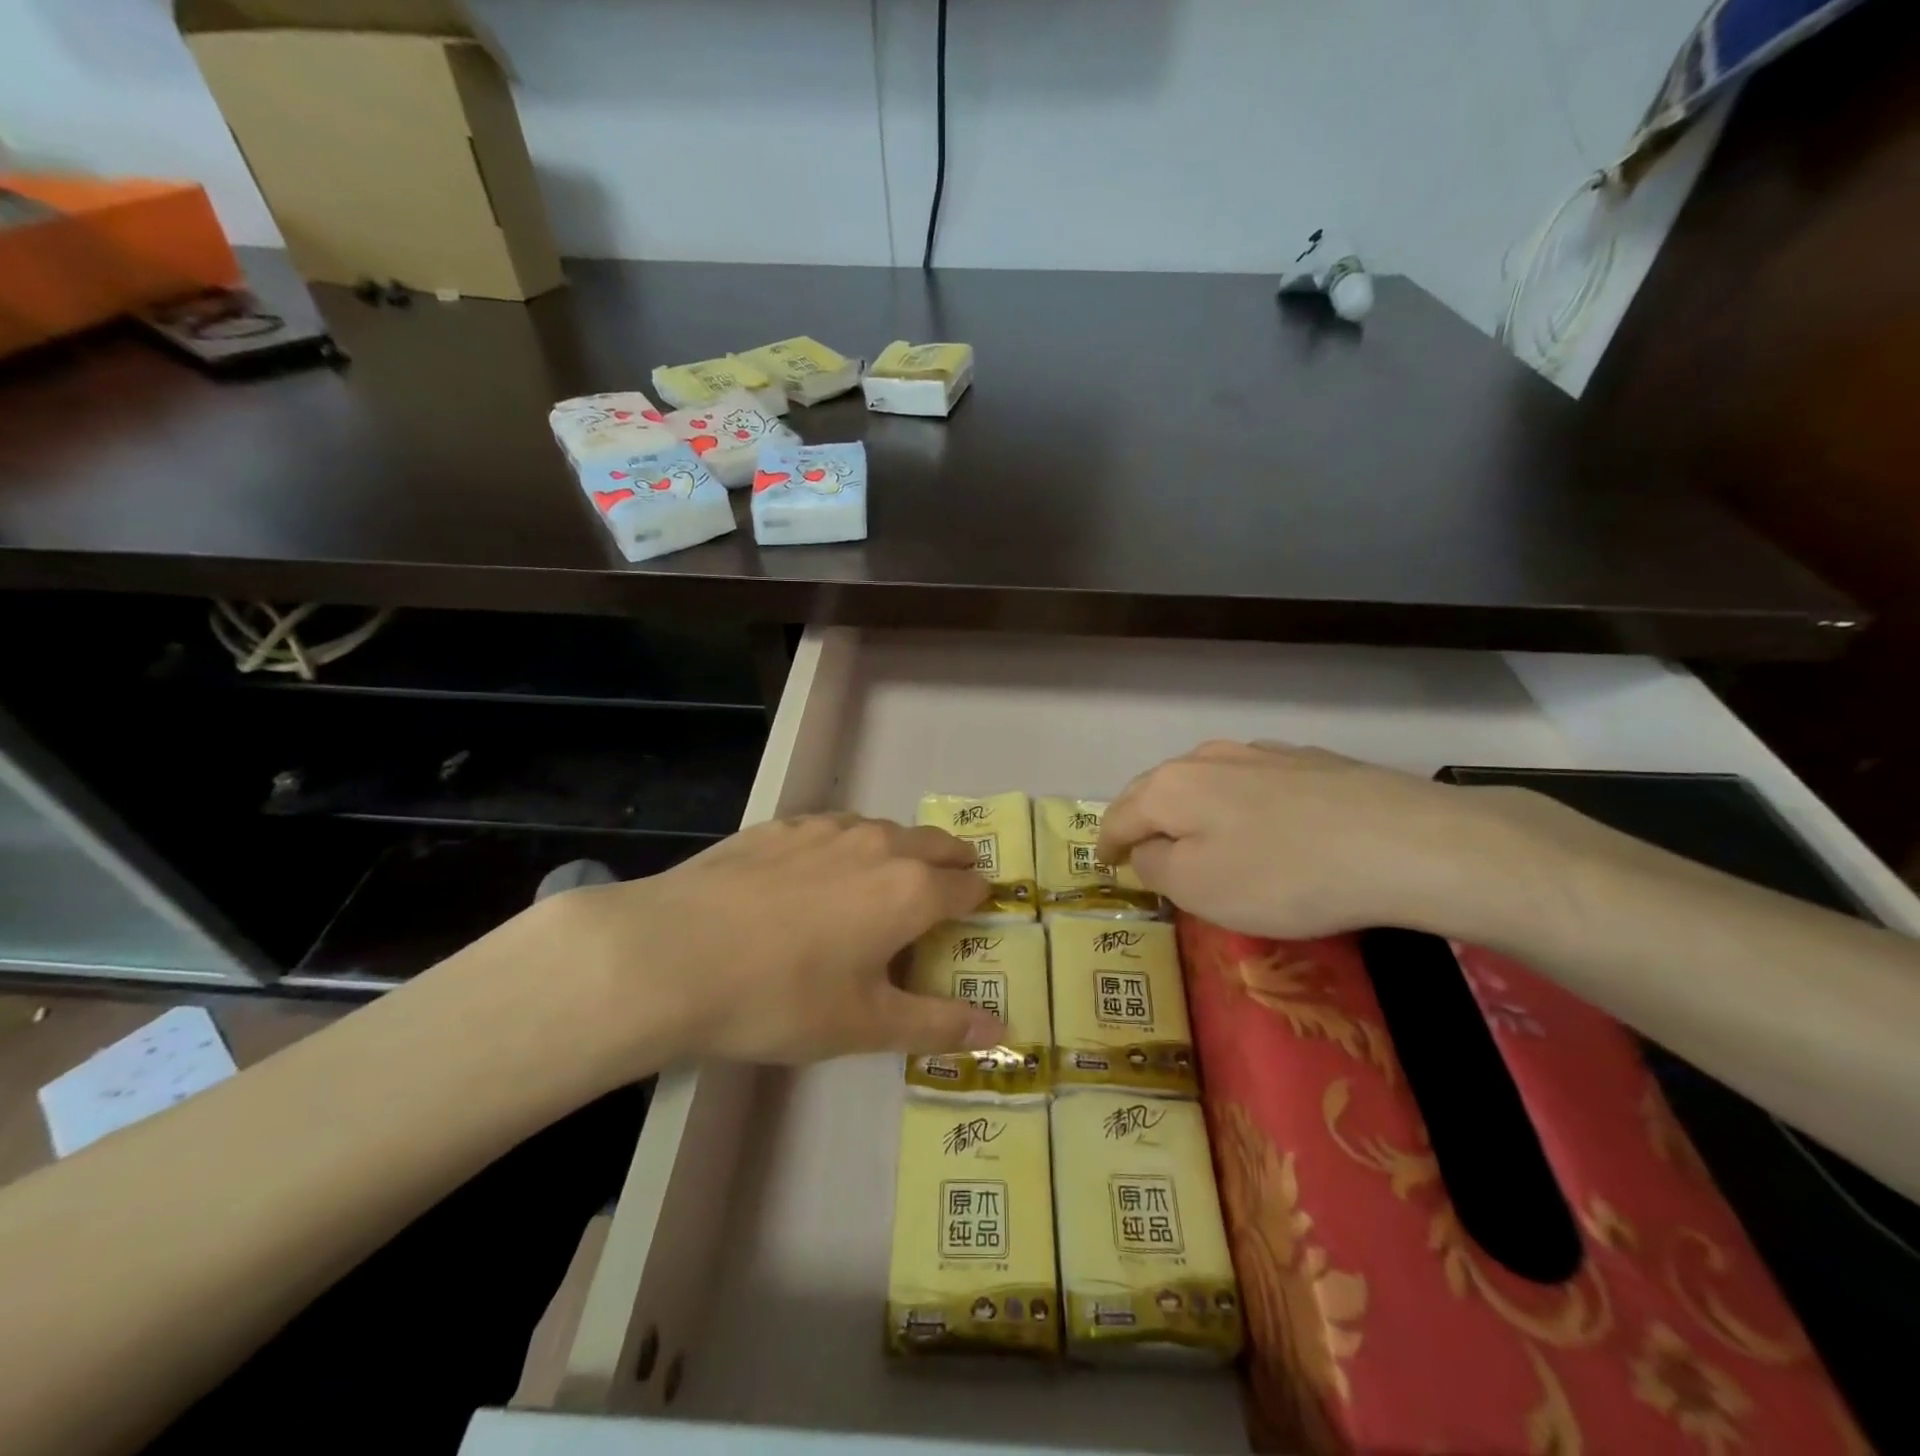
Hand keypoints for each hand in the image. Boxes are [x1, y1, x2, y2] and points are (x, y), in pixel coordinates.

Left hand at [553, 815, 1002, 1067]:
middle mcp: (877, 844)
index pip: (967, 884)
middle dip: (951, 861)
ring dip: (898, 849)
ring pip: (882, 828)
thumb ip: (938, 1025)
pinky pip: (831, 826)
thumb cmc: (782, 997)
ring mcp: (825, 828)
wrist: (671, 954)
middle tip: (949, 884)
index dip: (979, 898)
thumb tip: (1002, 1035)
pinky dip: (845, 844)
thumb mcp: (865, 1025)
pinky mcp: (778, 825)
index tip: (978, 911)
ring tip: (884, 877)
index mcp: (910, 889)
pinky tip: (817, 870)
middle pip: (934, 842)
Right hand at [1097, 740, 1563, 940]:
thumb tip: (1146, 851)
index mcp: (1170, 787)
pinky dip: (1237, 803)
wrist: (1403, 841)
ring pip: (1205, 780)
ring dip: (1190, 808)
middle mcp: (1206, 758)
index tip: (1104, 864)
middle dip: (1142, 819)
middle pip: (1157, 789)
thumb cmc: (1281, 874)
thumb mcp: (1197, 887)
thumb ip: (1154, 867)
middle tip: (1140, 849)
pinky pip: (1251, 782)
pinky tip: (1260, 823)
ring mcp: (1260, 753)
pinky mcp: (1307, 761)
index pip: (1119, 817)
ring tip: (1196, 834)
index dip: (1107, 844)